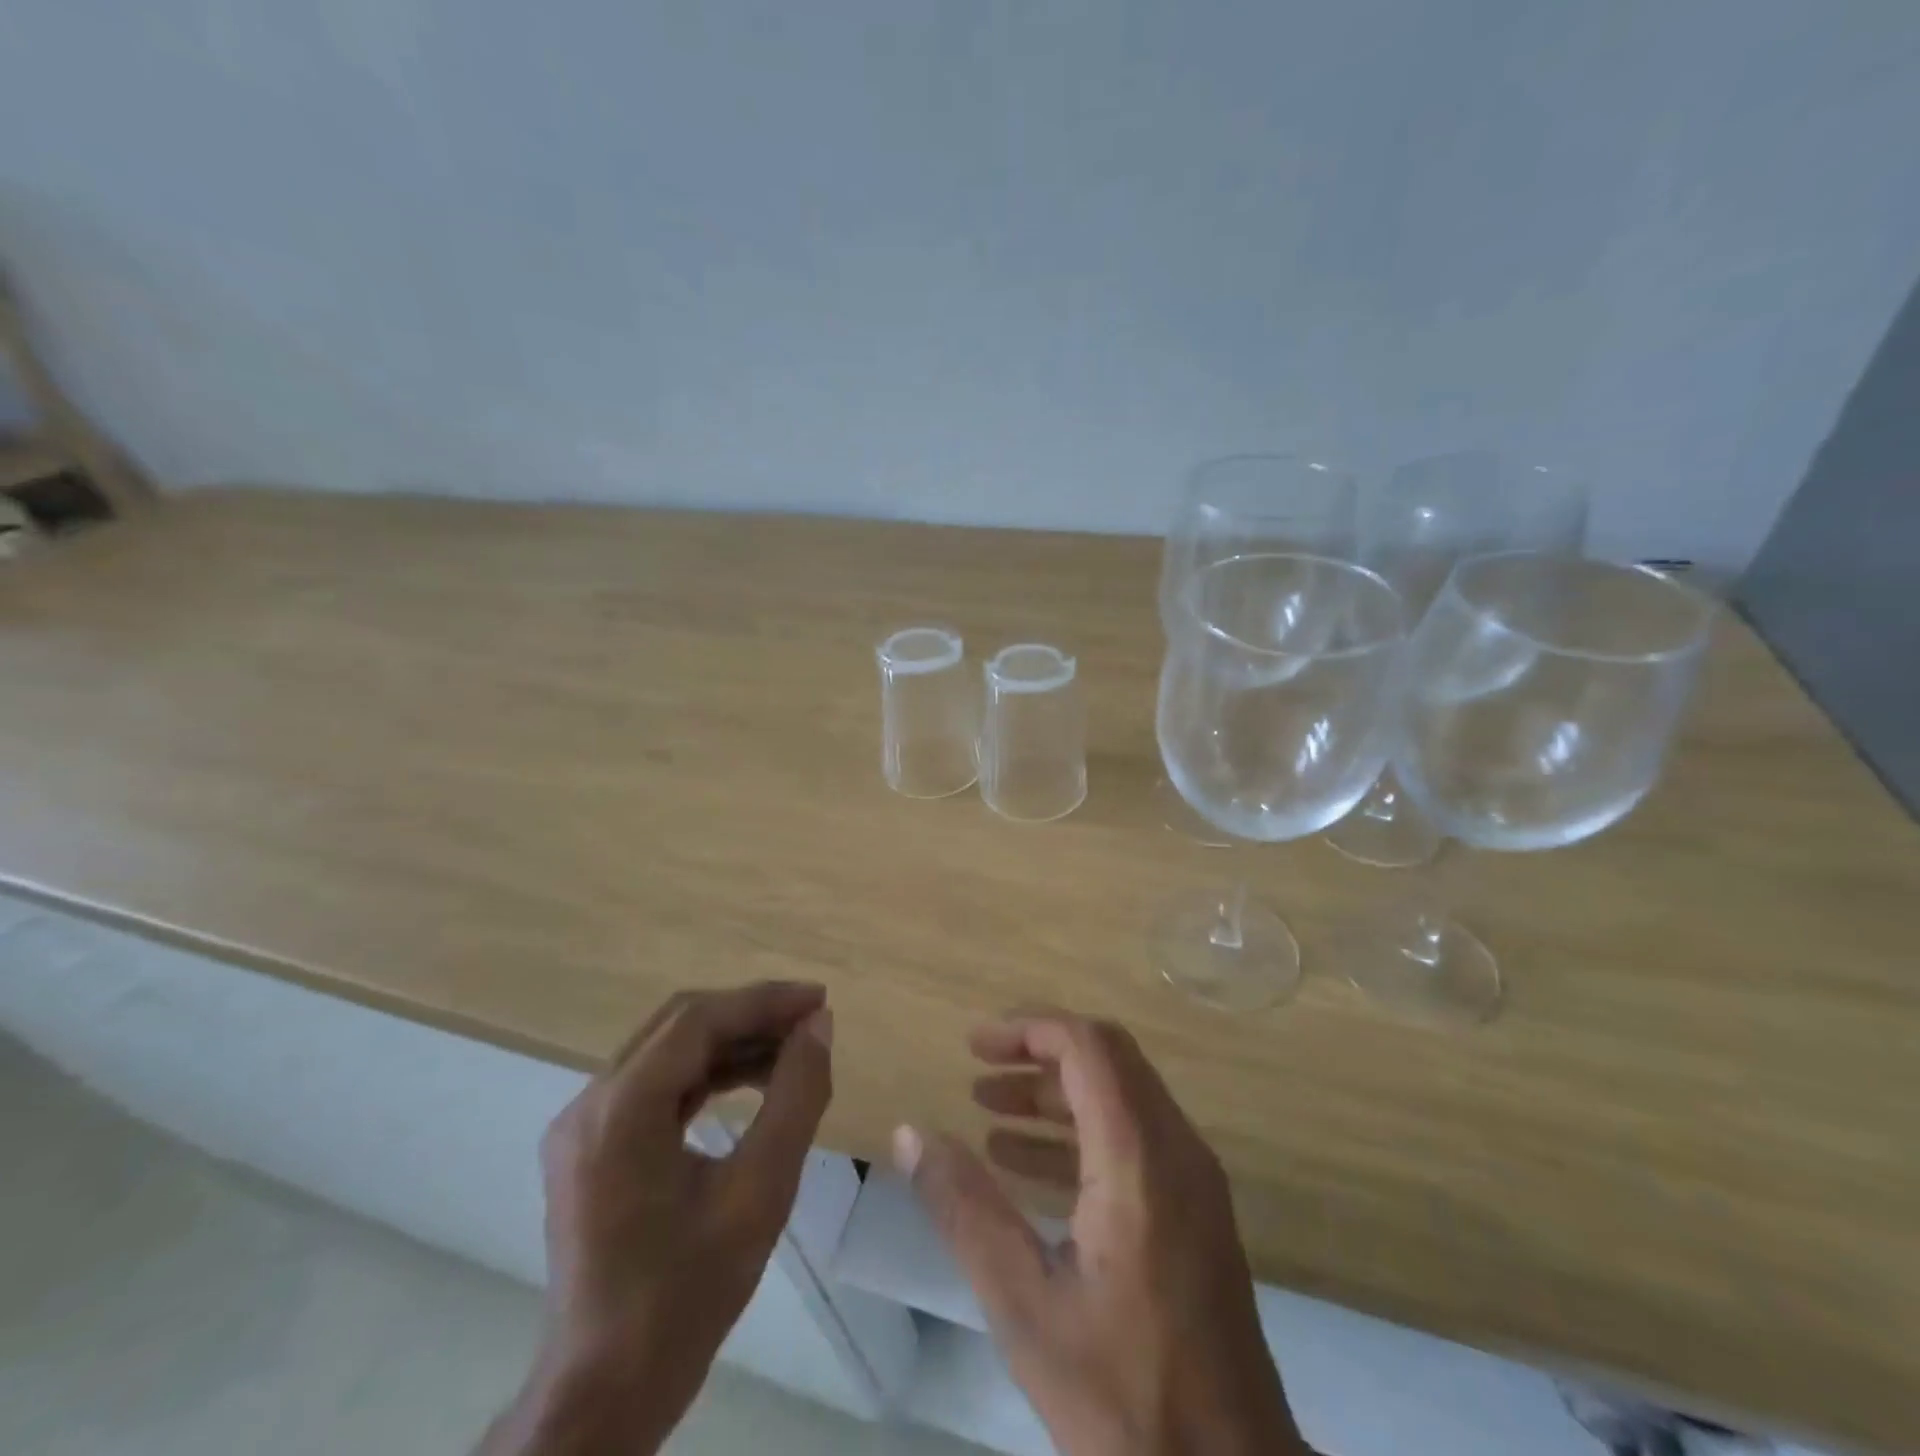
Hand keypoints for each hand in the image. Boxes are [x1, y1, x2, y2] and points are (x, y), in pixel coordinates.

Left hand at [477, 982, 832, 1455]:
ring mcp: (583, 1126)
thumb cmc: (686, 1297)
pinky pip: (656, 1084)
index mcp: (619, 1111)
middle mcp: (590, 1104)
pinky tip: (751, 1081)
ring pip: (668, 1051)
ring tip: (792, 1050)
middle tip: (811, 1022)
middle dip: (751, 1015)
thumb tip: (820, 1026)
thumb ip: (796, 1097)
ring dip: (732, 1043)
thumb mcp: (760, 1192)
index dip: (764, 1001)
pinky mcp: (591, 1147)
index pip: (698, 1021)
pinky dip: (708, 1073)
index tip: (820, 1001)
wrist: (604, 1395)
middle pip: (680, 1026)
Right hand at [897, 1011, 1307, 1455]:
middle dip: (1038, 1053)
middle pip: (1108, 1059)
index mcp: (1139, 1158)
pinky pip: (1134, 1137)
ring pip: (1121, 1095)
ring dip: (1056, 1092)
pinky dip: (1080, 1132)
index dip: (1030, 1029)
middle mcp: (1176, 1148)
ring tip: (989, 1112)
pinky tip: (1026, 1165)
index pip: (1089, 1046)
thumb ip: (964, 1209)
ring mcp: (1193, 1178)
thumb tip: (910, 1133)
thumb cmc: (1124, 1398)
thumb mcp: (1024, 1305)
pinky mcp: (1195, 1208)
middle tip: (978, 1070)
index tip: (974, 1045)